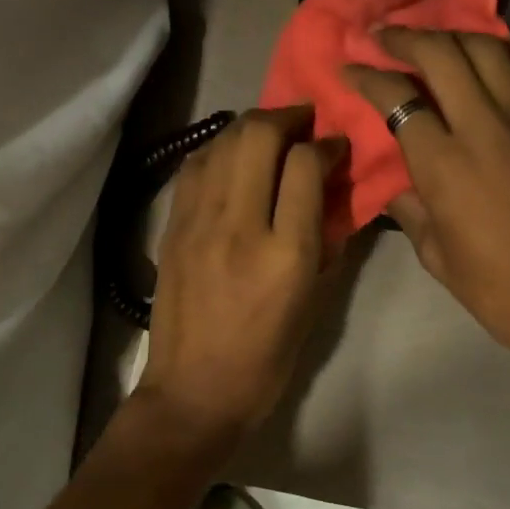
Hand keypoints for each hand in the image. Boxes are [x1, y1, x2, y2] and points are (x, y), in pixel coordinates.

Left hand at [134, 106, 344, 455]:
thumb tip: (336, 191)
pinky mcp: (172, 226)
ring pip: (223, 142)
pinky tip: (233, 154)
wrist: (194, 391)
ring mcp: (198, 223)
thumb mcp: (315, 302)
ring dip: (252, 125)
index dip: (327, 144)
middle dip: (288, 117)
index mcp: (285, 254)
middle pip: (259, 136)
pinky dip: (219, 147)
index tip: (337, 145)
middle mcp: (239, 226)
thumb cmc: (267, 357)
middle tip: (305, 121)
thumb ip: (328, 240)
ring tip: (272, 132)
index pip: (306, 166)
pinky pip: (195, 165)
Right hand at [347, 29, 509, 389]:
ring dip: (452, 35)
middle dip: (404, 39)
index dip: (367, 78)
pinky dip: (509, 47)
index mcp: (445, 166)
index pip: (397, 99)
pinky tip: (491, 51)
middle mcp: (486, 128)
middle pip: (440, 55)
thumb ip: (408, 205)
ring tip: (432, 39)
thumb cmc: (496, 288)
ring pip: (488, 48)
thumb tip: (393, 176)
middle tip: (384, 37)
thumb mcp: (433, 253)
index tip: (351, 68)